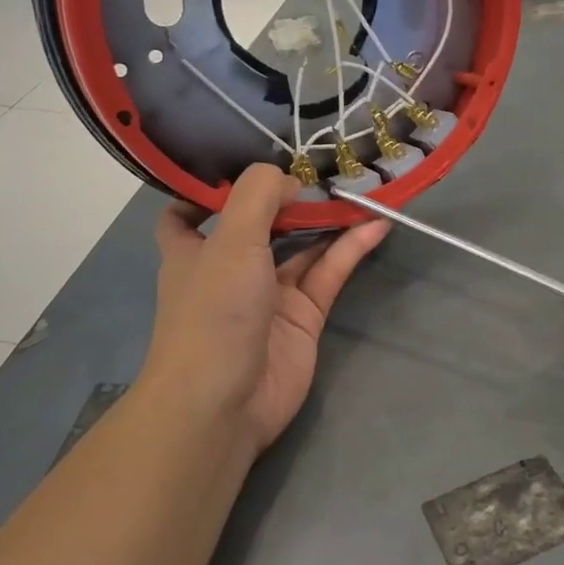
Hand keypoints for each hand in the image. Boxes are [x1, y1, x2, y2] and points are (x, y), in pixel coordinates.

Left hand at [141, 164, 388, 456]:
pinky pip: (328, 273)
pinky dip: (350, 248)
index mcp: (193, 250)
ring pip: (302, 246)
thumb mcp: (230, 239)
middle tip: (325, 165)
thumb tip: (291, 180)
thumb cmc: (213, 311)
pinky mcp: (304, 316)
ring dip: (327, 220)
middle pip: (261, 223)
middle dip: (289, 197)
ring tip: (361, 187)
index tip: (244, 162)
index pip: (189, 213)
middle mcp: (230, 268)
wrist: (223, 402)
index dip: (210, 190)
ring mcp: (270, 293)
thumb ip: (259, 195)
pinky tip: (375, 224)